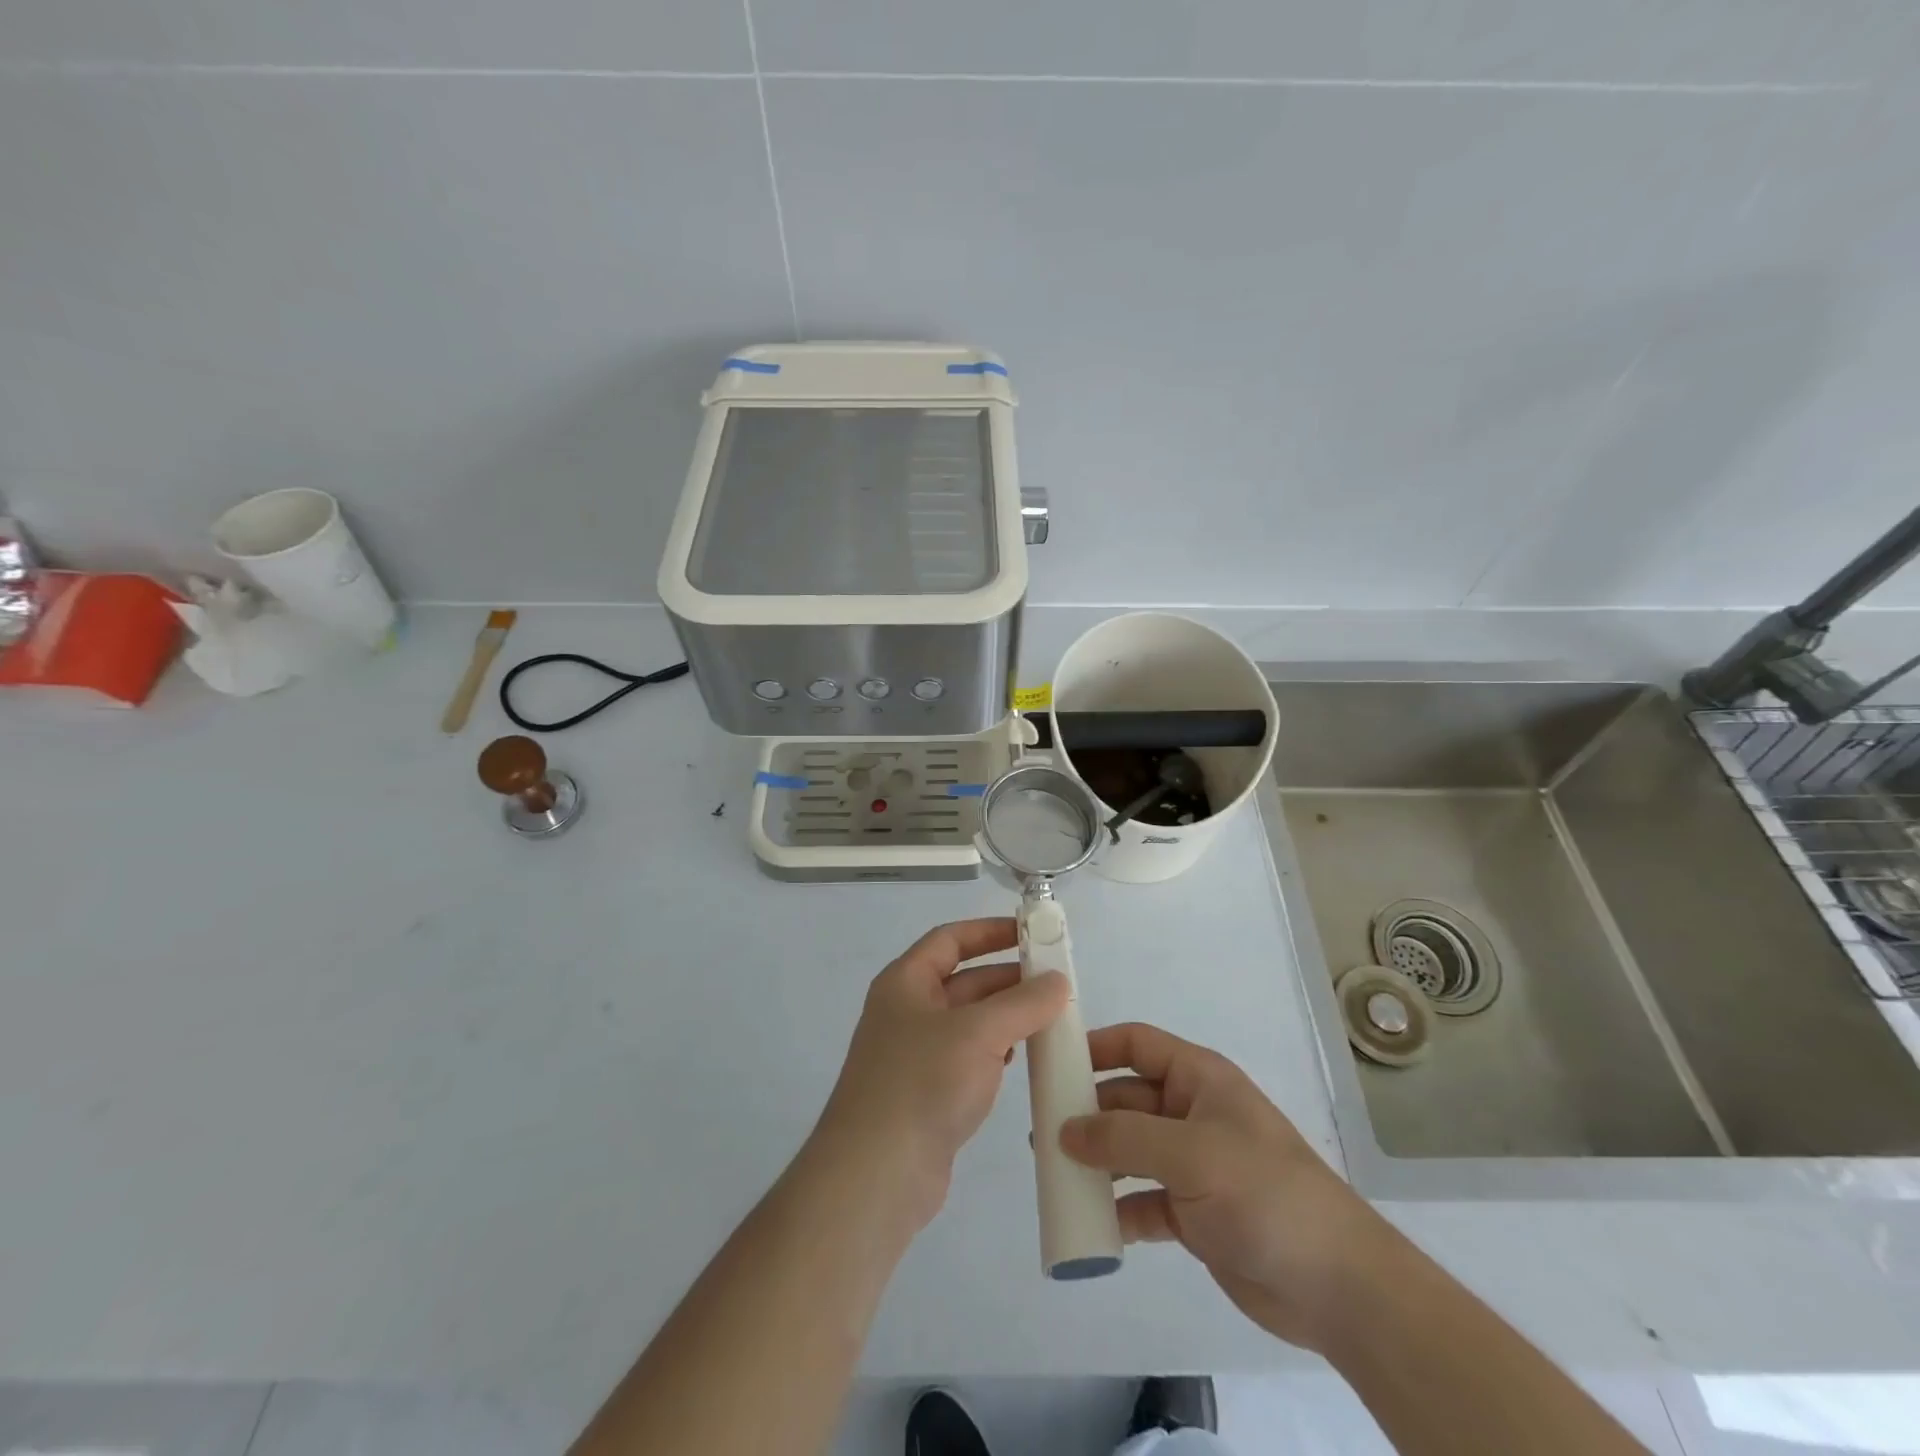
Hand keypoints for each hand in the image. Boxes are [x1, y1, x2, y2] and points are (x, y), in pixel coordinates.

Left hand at [812, 918, 1068, 1232]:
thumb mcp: (978, 1033)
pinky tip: (1024, 1058)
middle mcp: (907, 1012)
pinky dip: (997, 1052)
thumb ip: (1022, 1003)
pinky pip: (969, 1058)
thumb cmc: (922, 1083)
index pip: (950, 940)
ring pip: (970, 1022)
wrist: (876, 1175)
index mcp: (905, 982)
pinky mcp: (928, 1094)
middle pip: (963, 980)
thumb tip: (1058, 980)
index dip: (989, 931)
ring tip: (1051, 1017)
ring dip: (1007, 1017)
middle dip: (1007, 978)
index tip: (1031, 933)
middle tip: (1056, 981)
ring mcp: (916, 1055)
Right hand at [1059, 1022, 1395, 1352]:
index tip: (1050, 1064)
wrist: (1335, 1284)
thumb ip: (1122, 1138)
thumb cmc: (1262, 1192)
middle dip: (1086, 1112)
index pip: (1136, 1045)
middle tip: (1041, 1132)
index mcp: (1198, 1078)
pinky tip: (1092, 1223)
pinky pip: (1142, 1200)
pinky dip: (1118, 1209)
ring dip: (1096, 1161)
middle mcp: (1191, 1113)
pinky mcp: (1193, 1212)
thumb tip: (1064, 1131)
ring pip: (1129, 1151)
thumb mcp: (1189, 1152)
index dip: (1094, 1047)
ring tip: (1055, 1173)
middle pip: (1125, 1099)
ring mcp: (1192, 1164)